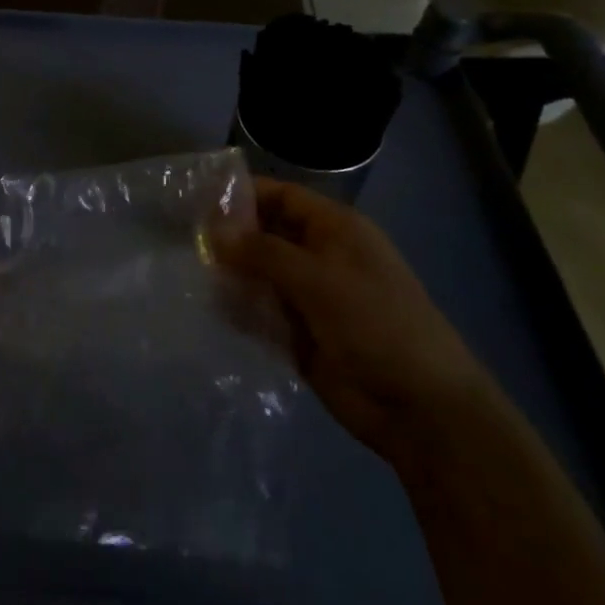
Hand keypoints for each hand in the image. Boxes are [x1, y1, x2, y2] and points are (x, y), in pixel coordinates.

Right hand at [211, 178, 495, 459]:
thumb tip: (213, 232)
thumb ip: (263, 253)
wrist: (422, 411)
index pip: (283, 197)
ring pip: (261, 276)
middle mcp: (321, 257)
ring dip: (231, 275)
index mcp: (336, 231)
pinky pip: (262, 314)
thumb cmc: (377, 325)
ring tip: (186, 273)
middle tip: (183, 239)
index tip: (199, 198)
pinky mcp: (301, 336)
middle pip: (268, 235)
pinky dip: (239, 311)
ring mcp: (311, 298)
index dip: (244, 194)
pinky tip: (208, 310)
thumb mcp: (319, 279)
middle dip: (231, 237)